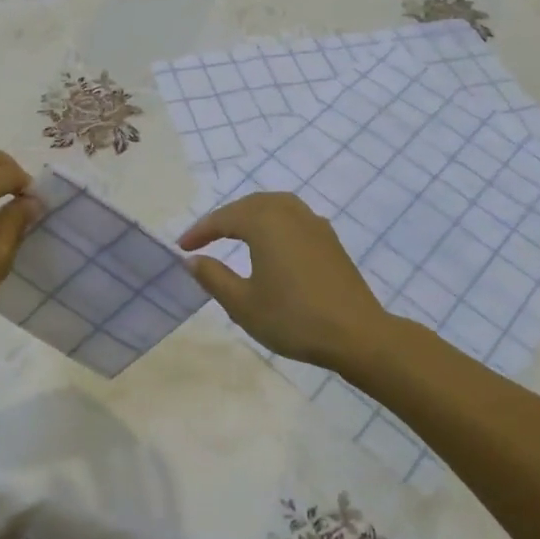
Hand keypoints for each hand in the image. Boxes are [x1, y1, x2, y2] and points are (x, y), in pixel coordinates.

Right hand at [178, 192, 391, 372]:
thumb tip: (193, 259)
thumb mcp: (243, 303)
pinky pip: (293, 217)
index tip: (182, 247)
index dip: (200, 231)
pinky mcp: (330, 239)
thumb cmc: (293, 318)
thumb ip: (214, 277)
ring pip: (275, 205)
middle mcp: (289, 213)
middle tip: (205, 238)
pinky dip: (273, 222)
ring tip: (235, 234)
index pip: (224, 218)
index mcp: (265, 222)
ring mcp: (314, 223)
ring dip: (250, 215)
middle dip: (224, 218)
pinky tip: (272, 243)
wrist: (356, 334)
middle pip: (250, 204)